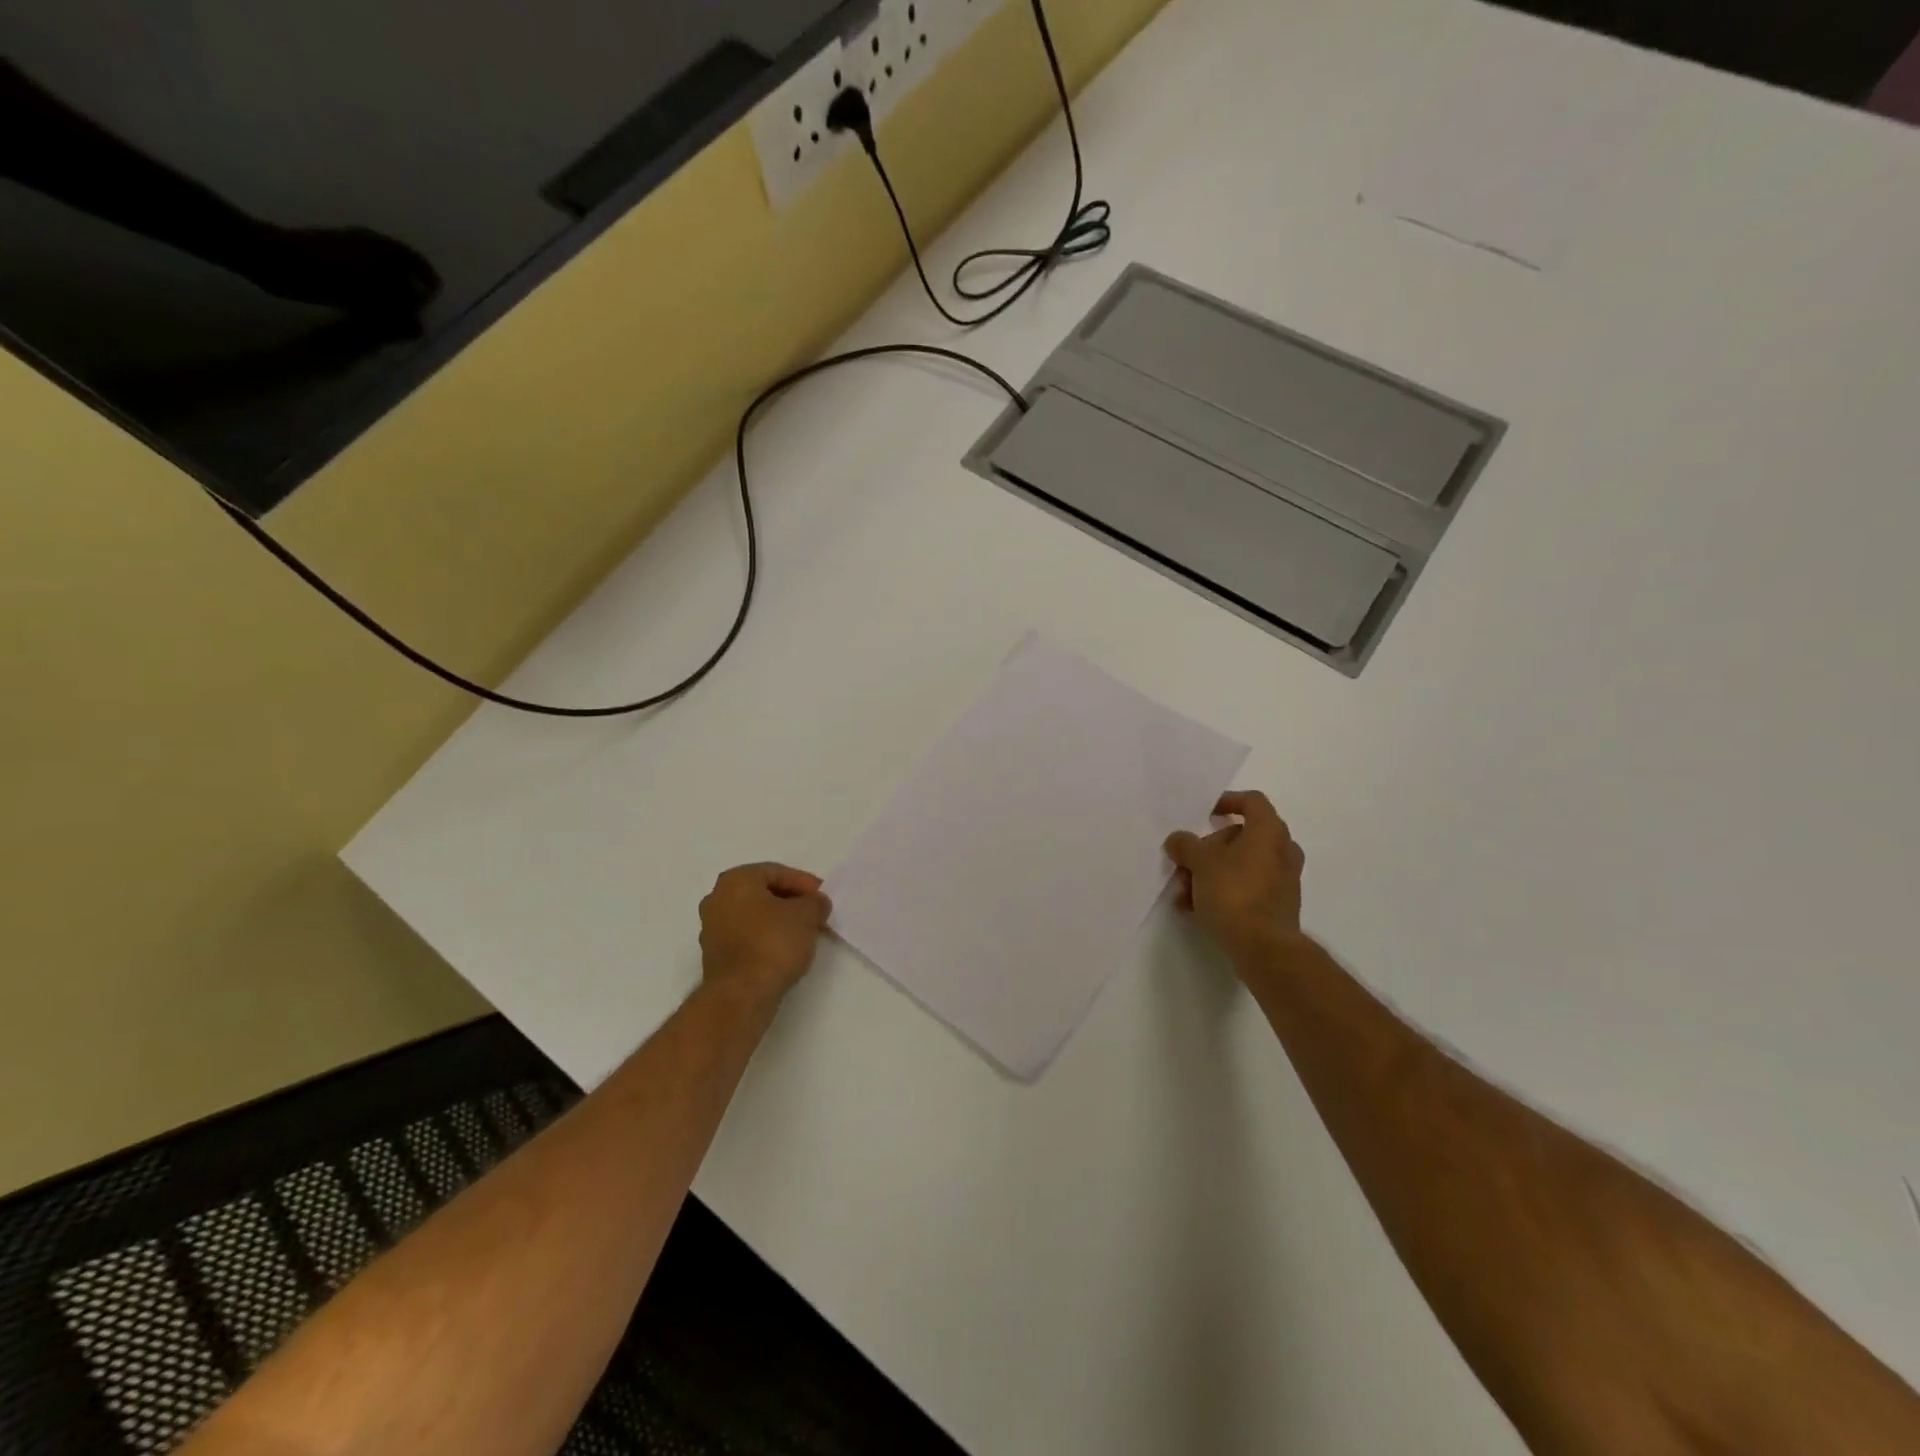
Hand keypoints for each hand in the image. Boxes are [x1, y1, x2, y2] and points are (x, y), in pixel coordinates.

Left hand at [698, 863, 832, 1005]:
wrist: (741, 996)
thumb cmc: (773, 943)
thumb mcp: (807, 915)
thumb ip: (815, 902)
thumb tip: (816, 903)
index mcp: (735, 880)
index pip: (777, 872)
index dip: (805, 883)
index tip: (823, 898)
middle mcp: (717, 899)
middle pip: (764, 893)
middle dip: (792, 902)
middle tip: (816, 914)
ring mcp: (712, 929)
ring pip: (755, 916)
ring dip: (780, 921)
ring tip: (805, 934)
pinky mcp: (716, 956)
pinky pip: (748, 937)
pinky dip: (767, 939)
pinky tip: (786, 951)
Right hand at [1164, 791, 1306, 962]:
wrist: (1263, 947)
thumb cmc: (1233, 892)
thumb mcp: (1200, 862)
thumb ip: (1185, 845)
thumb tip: (1178, 840)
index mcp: (1269, 832)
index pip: (1252, 801)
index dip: (1227, 801)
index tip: (1205, 813)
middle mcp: (1281, 851)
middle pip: (1240, 837)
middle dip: (1208, 848)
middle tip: (1184, 863)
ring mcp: (1282, 880)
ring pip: (1240, 865)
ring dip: (1210, 873)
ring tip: (1183, 892)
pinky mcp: (1277, 906)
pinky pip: (1245, 888)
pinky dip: (1222, 891)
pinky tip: (1195, 909)